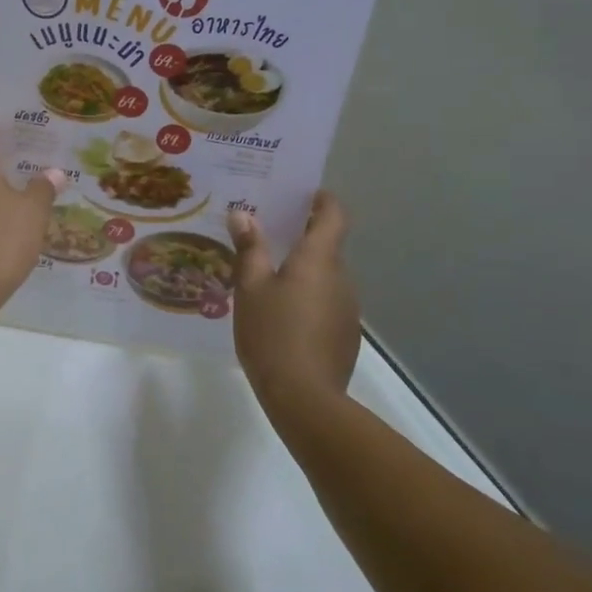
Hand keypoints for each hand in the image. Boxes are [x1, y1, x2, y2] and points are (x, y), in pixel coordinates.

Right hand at [227, 192, 360, 403]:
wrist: (304, 398)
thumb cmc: (273, 333)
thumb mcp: (250, 288)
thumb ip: (249, 248)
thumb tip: (244, 214)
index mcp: (319, 259)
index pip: (334, 214)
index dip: (321, 199)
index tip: (301, 194)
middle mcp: (341, 277)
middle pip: (326, 246)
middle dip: (300, 237)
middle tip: (264, 234)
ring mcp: (347, 308)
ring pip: (324, 277)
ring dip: (302, 271)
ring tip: (265, 277)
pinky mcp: (344, 334)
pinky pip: (325, 303)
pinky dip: (306, 298)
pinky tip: (280, 316)